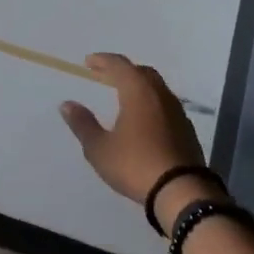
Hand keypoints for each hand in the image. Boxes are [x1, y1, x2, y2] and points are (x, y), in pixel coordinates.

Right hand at [60, 54, 219, 232]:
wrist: (181, 192)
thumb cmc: (135, 165)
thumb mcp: (99, 148)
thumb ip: (83, 124)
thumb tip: (66, 104)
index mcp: (138, 93)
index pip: (120, 66)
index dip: (102, 60)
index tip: (88, 62)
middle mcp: (160, 96)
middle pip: (142, 72)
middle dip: (122, 70)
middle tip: (104, 75)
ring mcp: (177, 113)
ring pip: (156, 88)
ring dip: (138, 86)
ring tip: (122, 95)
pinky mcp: (186, 130)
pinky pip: (165, 105)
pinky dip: (150, 102)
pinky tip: (142, 118)